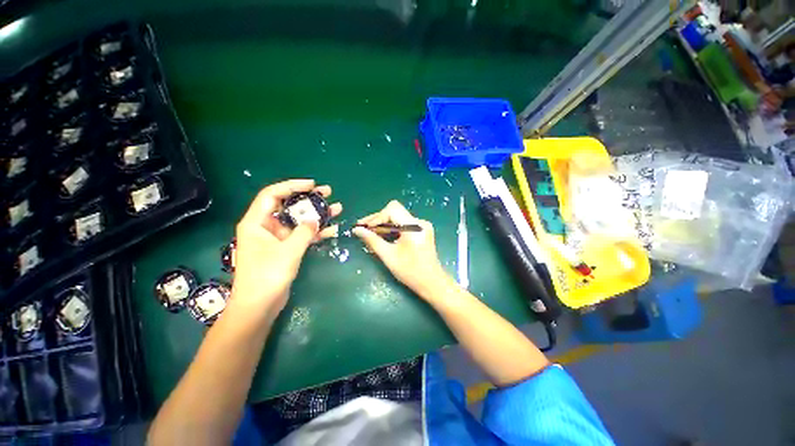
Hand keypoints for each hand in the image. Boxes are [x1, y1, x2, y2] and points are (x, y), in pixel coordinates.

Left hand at [232, 179, 341, 314]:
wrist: (259, 306)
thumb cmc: (267, 276)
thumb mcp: (288, 251)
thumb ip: (304, 232)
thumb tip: (316, 220)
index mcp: (257, 222)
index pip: (273, 195)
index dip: (292, 186)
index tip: (312, 185)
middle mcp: (266, 226)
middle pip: (289, 205)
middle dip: (309, 199)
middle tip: (328, 193)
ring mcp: (277, 238)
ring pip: (299, 220)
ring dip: (317, 215)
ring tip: (336, 209)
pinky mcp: (286, 249)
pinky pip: (303, 235)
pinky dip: (316, 232)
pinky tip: (332, 229)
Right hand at [353, 201, 447, 297]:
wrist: (432, 283)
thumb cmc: (411, 272)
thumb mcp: (388, 256)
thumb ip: (372, 240)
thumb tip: (357, 230)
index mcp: (414, 226)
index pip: (392, 209)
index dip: (377, 217)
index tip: (365, 228)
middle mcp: (420, 222)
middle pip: (394, 212)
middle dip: (377, 220)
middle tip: (362, 228)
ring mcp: (422, 226)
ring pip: (398, 218)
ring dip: (383, 225)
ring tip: (369, 233)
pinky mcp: (422, 231)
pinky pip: (403, 224)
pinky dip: (392, 229)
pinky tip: (382, 236)